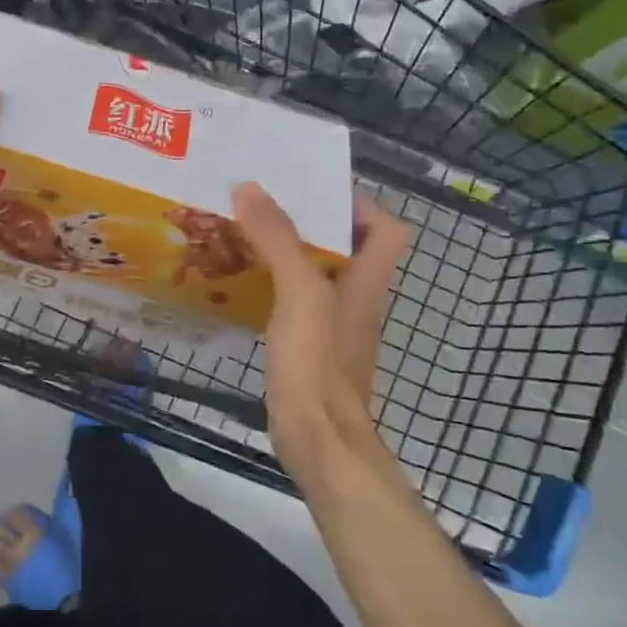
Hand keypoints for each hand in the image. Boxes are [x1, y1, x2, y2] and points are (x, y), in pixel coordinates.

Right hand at [231, 182, 412, 494]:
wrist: (318, 440)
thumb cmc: (318, 363)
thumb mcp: (300, 293)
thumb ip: (279, 239)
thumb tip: (250, 187)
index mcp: (366, 280)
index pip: (385, 228)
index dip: (358, 203)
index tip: (313, 187)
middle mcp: (355, 297)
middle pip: (345, 245)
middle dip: (308, 219)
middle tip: (263, 200)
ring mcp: (331, 324)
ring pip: (314, 271)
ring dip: (285, 248)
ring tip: (244, 229)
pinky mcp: (307, 345)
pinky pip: (292, 298)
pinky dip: (271, 282)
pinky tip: (240, 278)